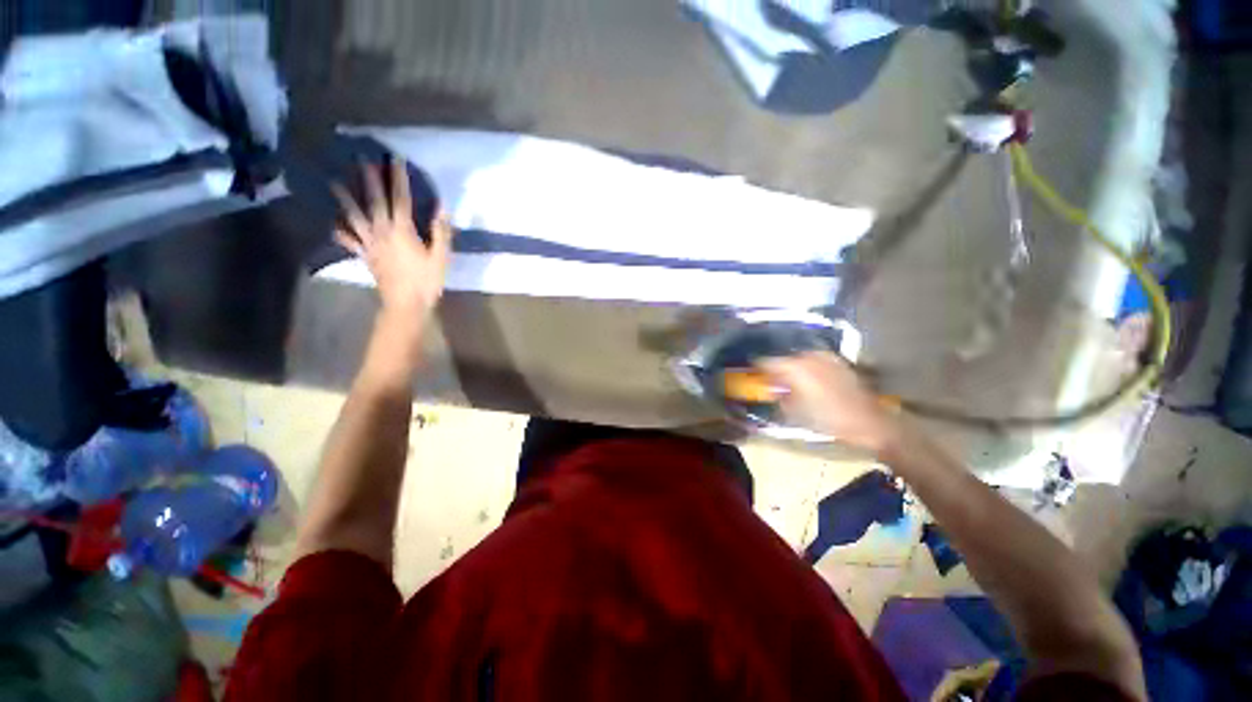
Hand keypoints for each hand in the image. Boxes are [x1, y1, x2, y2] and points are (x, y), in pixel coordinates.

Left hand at [333, 158, 453, 332]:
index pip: (400, 199)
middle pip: (374, 201)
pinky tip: (333, 224)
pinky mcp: (365, 256)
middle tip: (360, 159)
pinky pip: (349, 241)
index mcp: (402, 230)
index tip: (394, 159)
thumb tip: (442, 208)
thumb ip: (440, 232)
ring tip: (334, 182)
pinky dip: (341, 232)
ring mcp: (370, 244)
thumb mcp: (441, 257)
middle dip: (368, 179)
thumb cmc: (426, 281)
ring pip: (354, 217)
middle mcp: (382, 232)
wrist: (406, 304)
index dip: (397, 179)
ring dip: (345, 198)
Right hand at [761, 352, 900, 454]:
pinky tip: (811, 380)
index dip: (757, 368)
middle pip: (783, 358)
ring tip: (792, 381)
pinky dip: (808, 368)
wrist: (869, 423)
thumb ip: (779, 396)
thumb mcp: (795, 412)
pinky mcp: (839, 362)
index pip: (766, 361)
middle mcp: (808, 357)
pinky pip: (815, 361)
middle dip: (777, 369)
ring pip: (800, 358)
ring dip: (793, 368)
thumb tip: (773, 389)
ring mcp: (826, 357)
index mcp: (794, 368)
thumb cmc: (828, 420)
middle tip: (773, 381)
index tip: (753, 375)